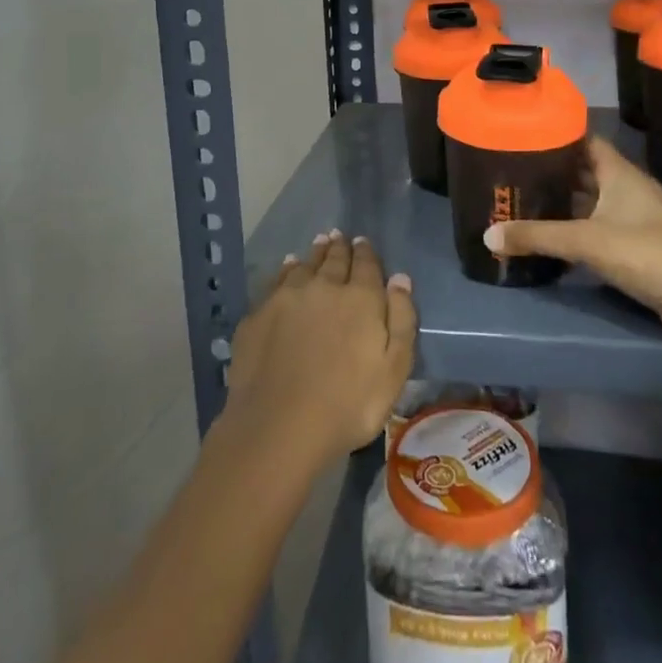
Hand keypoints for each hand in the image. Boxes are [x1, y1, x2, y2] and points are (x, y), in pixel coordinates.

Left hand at [222, 231, 416, 468]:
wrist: (279, 426)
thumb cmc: (349, 404)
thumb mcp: (394, 369)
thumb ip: (402, 320)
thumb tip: (400, 278)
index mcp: (360, 298)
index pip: (366, 265)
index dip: (365, 252)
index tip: (362, 242)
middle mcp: (324, 286)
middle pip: (334, 260)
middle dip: (339, 247)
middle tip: (339, 236)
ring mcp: (287, 298)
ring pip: (304, 266)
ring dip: (314, 254)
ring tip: (318, 243)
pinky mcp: (259, 315)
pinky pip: (276, 282)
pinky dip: (285, 270)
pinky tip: (287, 268)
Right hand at [483, 137, 661, 358]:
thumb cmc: (648, 253)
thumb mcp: (587, 241)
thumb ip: (537, 236)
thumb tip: (487, 234)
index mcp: (620, 173)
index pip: (585, 140)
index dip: (557, 135)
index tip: (522, 134)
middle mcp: (626, 190)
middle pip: (584, 172)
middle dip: (551, 171)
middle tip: (511, 171)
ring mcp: (632, 220)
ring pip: (589, 203)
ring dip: (561, 203)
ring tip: (520, 200)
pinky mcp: (634, 250)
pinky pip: (595, 231)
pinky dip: (573, 231)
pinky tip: (547, 237)